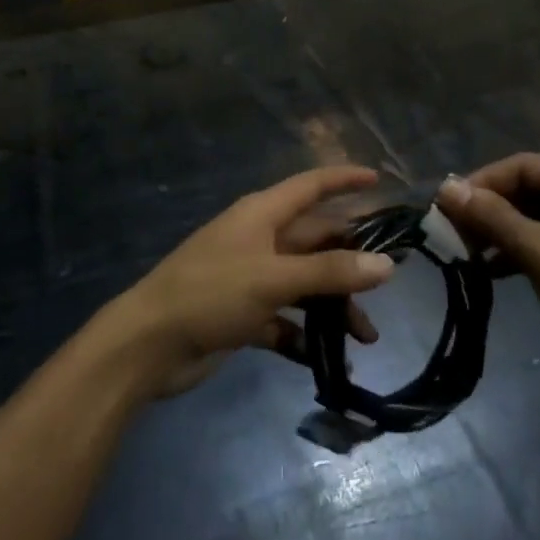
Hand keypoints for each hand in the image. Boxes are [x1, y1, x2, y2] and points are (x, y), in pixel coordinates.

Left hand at [115, 166, 397, 396]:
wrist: (149, 344)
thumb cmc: (211, 293)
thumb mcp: (274, 278)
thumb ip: (330, 272)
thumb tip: (387, 265)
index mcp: (263, 215)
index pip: (311, 186)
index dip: (344, 180)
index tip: (379, 181)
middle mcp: (260, 240)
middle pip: (315, 240)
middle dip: (351, 260)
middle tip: (391, 281)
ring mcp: (251, 278)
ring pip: (305, 284)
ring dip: (333, 306)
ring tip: (366, 337)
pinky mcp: (244, 314)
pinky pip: (286, 319)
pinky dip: (306, 335)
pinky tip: (328, 360)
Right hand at [437, 154, 539, 393]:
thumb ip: (493, 218)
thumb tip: (446, 188)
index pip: (523, 166)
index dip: (481, 183)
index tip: (445, 208)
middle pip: (528, 189)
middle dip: (488, 210)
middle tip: (452, 233)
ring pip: (535, 216)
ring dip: (500, 232)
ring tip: (465, 254)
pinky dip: (519, 250)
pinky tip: (491, 270)